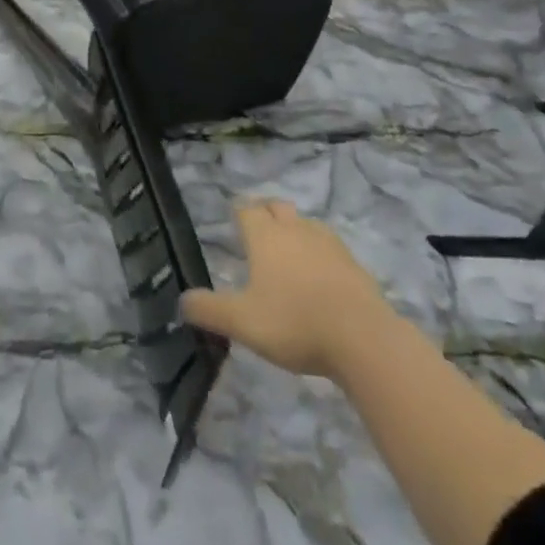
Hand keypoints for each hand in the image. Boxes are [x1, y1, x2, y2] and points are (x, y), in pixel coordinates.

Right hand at [181, 198, 391, 379]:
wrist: (362, 337)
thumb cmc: (294, 323)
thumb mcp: (243, 322)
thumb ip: (209, 310)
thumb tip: (182, 300)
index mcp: (265, 237)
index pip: (246, 209)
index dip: (238, 212)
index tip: (233, 217)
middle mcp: (294, 229)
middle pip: (277, 207)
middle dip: (266, 212)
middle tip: (259, 229)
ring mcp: (327, 243)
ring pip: (305, 223)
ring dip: (294, 230)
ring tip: (288, 251)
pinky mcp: (352, 262)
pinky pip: (329, 246)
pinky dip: (319, 252)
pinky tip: (319, 274)